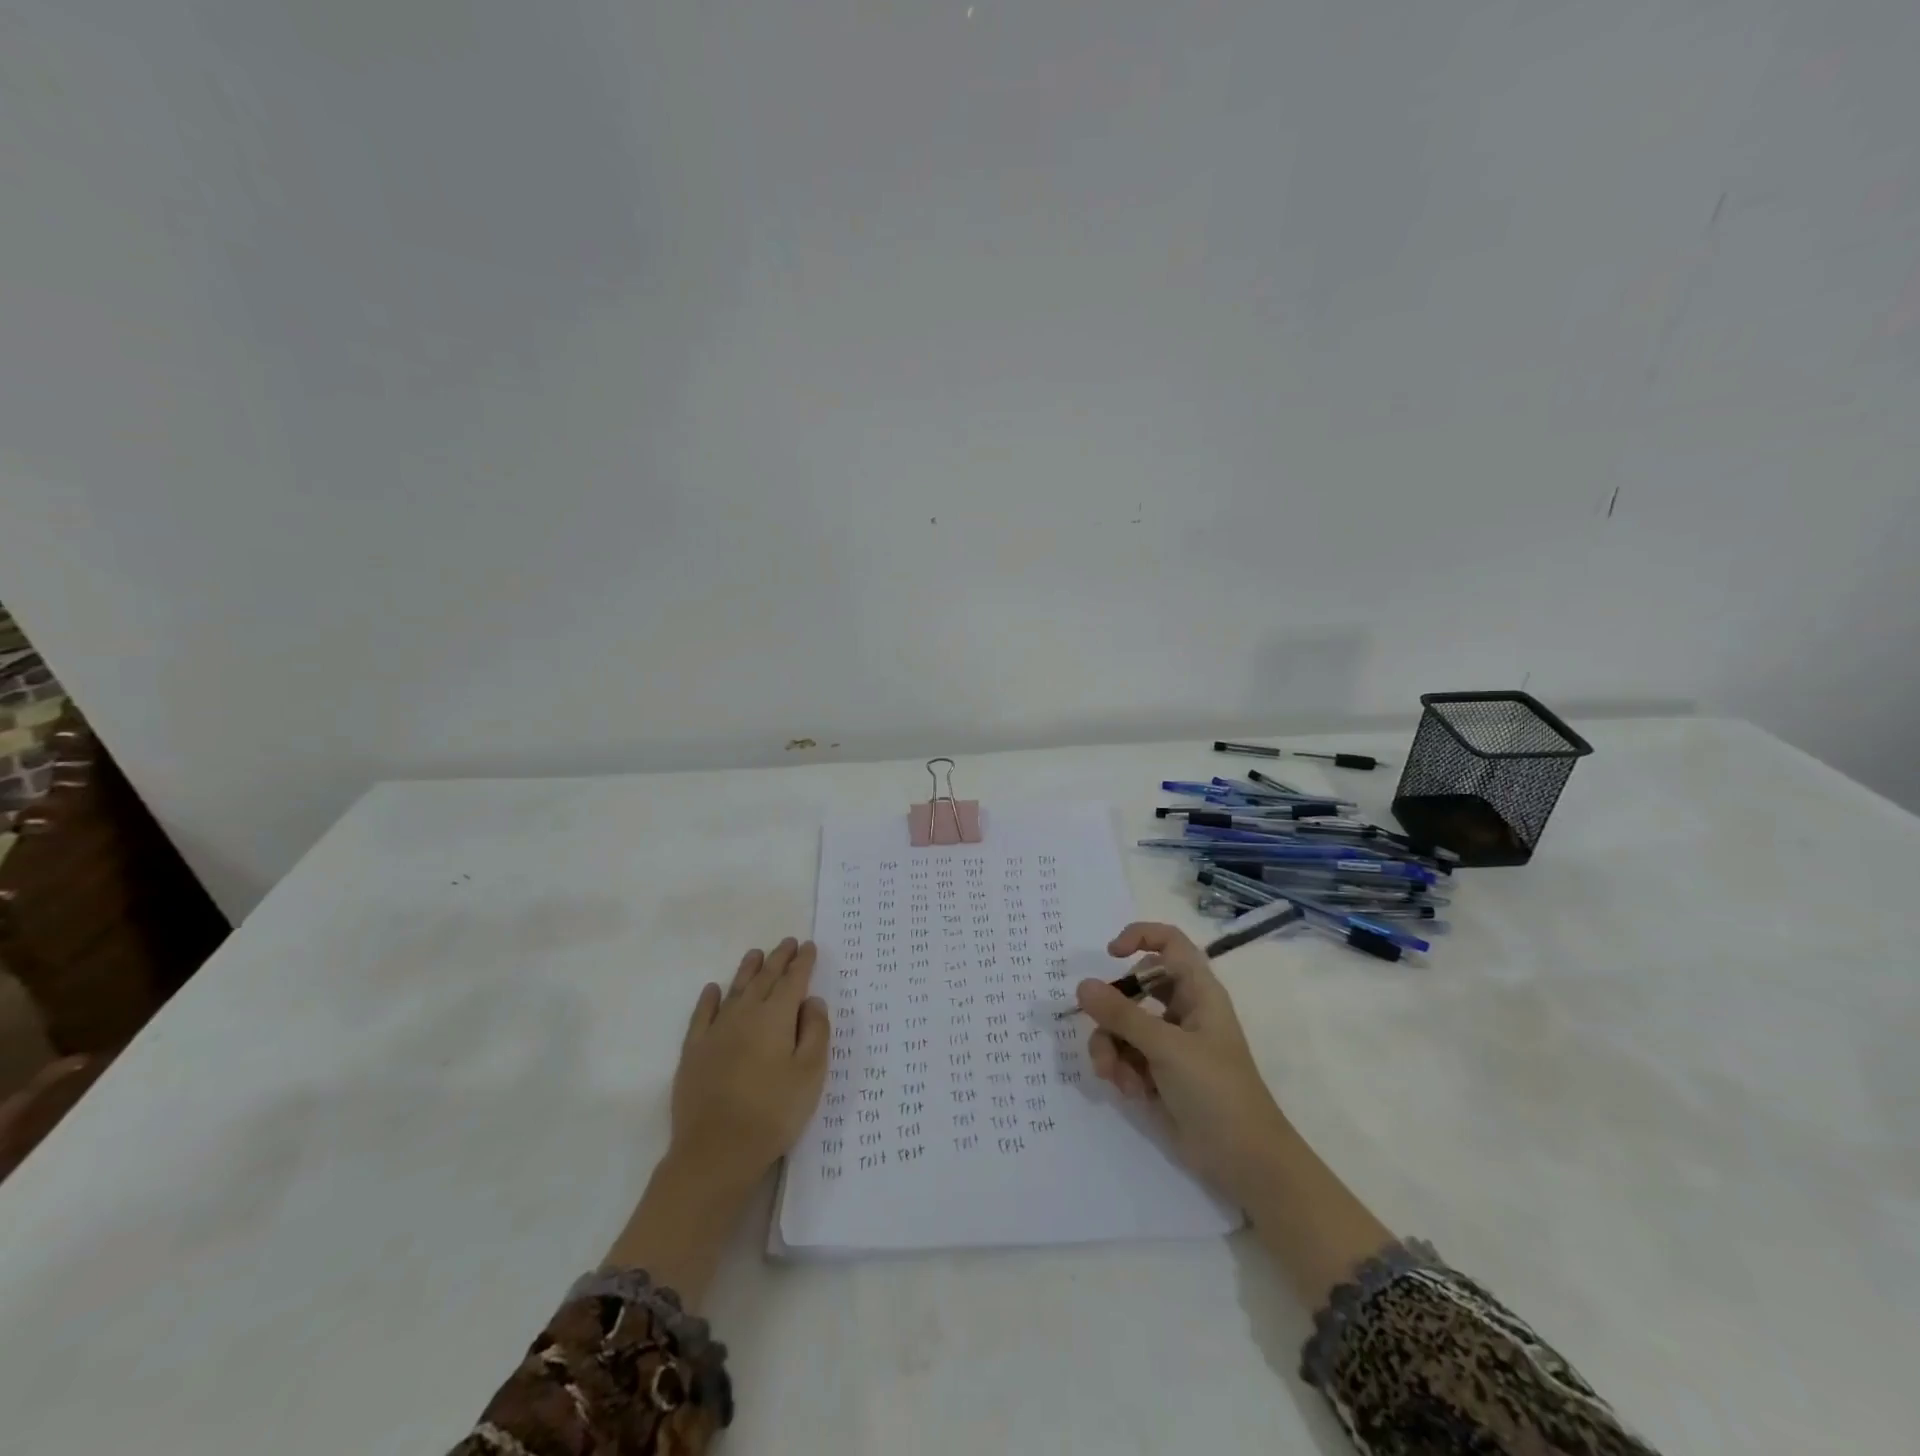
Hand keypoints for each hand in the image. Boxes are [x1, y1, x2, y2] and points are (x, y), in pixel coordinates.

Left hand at [671, 938, 830, 1191]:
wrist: (716, 1152)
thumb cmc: (773, 1112)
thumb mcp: (810, 1074)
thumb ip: (816, 1032)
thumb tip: (812, 1001)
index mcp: (776, 1017)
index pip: (793, 981)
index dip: (803, 963)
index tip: (808, 946)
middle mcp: (745, 1014)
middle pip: (765, 979)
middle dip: (778, 959)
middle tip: (787, 943)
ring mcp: (716, 1032)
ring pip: (735, 990)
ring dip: (748, 970)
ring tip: (756, 954)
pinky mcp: (694, 1052)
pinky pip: (702, 1015)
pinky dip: (709, 999)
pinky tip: (713, 989)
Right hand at [1078, 922, 1289, 1206]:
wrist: (1244, 1162)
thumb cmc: (1217, 1091)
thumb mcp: (1167, 1048)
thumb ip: (1122, 1015)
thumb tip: (1082, 985)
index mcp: (1198, 992)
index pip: (1169, 943)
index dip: (1140, 937)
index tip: (1110, 954)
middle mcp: (1182, 1010)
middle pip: (1135, 987)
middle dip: (1112, 1009)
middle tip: (1100, 1026)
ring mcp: (1169, 1043)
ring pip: (1122, 1025)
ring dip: (1110, 1046)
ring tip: (1113, 1074)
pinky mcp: (1157, 1073)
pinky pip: (1124, 1055)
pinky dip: (1119, 1068)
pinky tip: (1129, 1091)